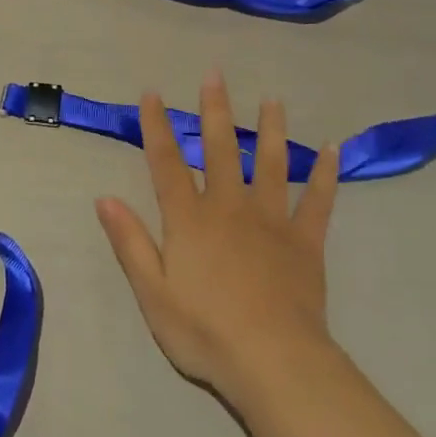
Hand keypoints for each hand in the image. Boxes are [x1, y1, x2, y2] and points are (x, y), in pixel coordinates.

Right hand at [96, 70, 340, 400]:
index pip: (167, 163)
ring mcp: (271, 221)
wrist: (272, 361)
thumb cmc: (203, 330)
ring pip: (272, 164)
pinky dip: (325, 175)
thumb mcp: (152, 291)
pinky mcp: (305, 241)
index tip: (153, 93)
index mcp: (189, 219)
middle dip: (215, 111)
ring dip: (271, 129)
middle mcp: (229, 207)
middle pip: (221, 150)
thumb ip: (129, 241)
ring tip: (272, 99)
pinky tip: (332, 150)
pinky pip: (317, 201)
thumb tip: (104, 197)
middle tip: (215, 75)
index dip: (158, 127)